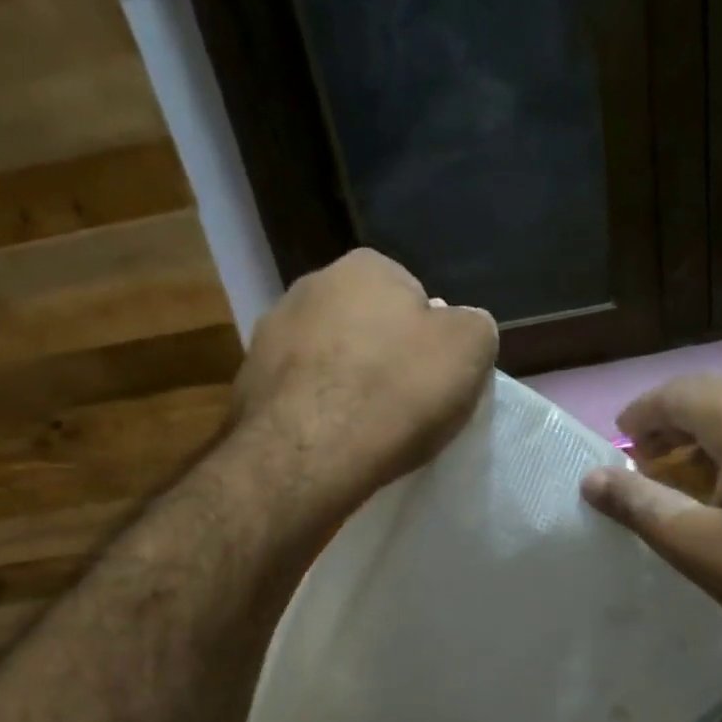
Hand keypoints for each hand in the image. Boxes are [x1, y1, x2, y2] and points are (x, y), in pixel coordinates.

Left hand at [235, 248, 497, 505]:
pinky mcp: (247, 382)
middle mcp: (310, 286)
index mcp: (366, 267)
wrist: (309, 454)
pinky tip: (330, 441)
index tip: (433, 379)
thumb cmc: (396, 392)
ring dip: (344, 382)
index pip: (413, 296)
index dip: (429, 340)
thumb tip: (460, 327)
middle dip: (382, 355)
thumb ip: (473, 326)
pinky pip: (299, 393)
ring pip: (327, 357)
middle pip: (365, 324)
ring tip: (364, 428)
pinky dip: (315, 411)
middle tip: (403, 403)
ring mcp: (270, 333)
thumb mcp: (470, 349)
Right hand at [580, 376, 721, 673]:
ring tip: (680, 472)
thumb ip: (640, 506)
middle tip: (642, 457)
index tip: (618, 439)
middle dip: (672, 421)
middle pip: (716, 395)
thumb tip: (591, 478)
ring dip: (707, 434)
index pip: (680, 393)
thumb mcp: (699, 546)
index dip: (642, 412)